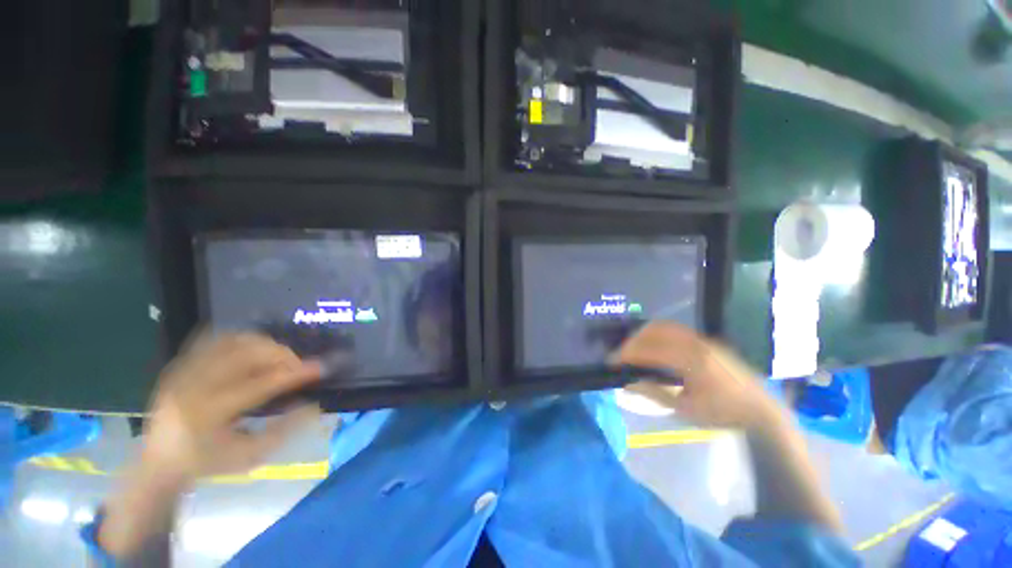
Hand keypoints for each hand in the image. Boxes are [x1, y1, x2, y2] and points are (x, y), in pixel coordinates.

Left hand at [141, 333, 321, 485]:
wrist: (158, 464)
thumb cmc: (208, 463)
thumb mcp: (248, 456)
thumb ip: (284, 430)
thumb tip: (314, 405)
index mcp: (209, 414)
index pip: (261, 384)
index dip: (295, 373)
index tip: (321, 367)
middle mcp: (194, 387)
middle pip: (246, 354)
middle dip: (281, 354)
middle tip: (297, 364)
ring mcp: (183, 372)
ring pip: (231, 341)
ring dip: (263, 344)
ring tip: (277, 357)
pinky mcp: (179, 365)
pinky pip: (213, 339)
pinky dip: (239, 339)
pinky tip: (253, 348)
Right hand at [612, 322, 783, 429]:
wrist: (760, 411)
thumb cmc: (722, 414)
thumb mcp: (686, 409)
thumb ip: (654, 392)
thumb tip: (627, 383)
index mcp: (690, 361)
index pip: (648, 350)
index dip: (626, 354)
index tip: (611, 361)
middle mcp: (695, 343)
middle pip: (653, 332)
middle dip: (632, 341)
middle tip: (620, 354)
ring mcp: (702, 340)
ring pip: (664, 327)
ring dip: (644, 335)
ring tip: (633, 348)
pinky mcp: (707, 341)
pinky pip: (675, 330)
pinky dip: (658, 334)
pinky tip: (653, 346)